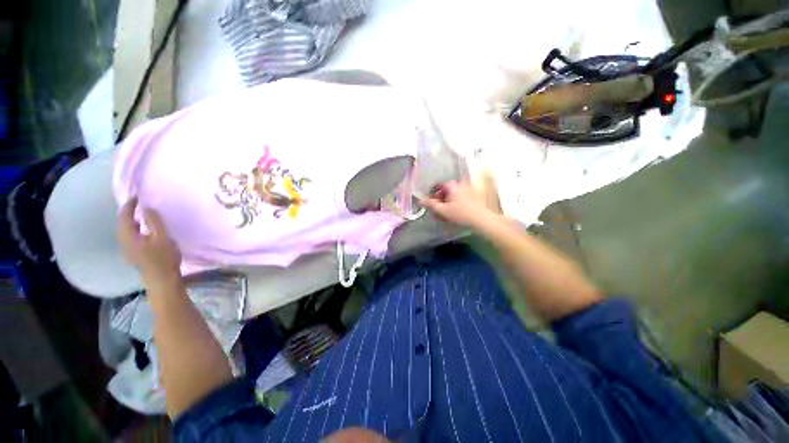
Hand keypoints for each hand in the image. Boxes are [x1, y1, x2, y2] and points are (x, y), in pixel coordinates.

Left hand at [118, 197, 181, 287]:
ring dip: (132, 221)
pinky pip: (131, 236)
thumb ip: (154, 222)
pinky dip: (135, 229)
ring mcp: (128, 249)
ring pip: (126, 230)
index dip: (130, 205)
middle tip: (139, 204)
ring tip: (142, 215)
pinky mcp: (134, 254)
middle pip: (122, 223)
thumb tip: (147, 208)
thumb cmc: (163, 258)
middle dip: (129, 213)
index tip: (137, 196)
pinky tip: (144, 231)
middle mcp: (124, 241)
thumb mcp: (162, 237)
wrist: (162, 280)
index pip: (125, 216)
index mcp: (128, 236)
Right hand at [420, 180, 499, 229]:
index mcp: (452, 185)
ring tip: (444, 215)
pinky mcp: (474, 197)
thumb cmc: (461, 213)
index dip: (432, 194)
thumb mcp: (443, 210)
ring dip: (446, 204)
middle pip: (446, 191)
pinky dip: (455, 205)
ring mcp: (468, 190)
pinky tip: (453, 214)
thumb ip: (430, 205)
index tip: (429, 203)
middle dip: (439, 201)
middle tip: (436, 211)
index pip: (438, 186)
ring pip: (453, 196)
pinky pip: (460, 199)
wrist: (482, 220)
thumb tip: (420, 200)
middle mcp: (460, 184)